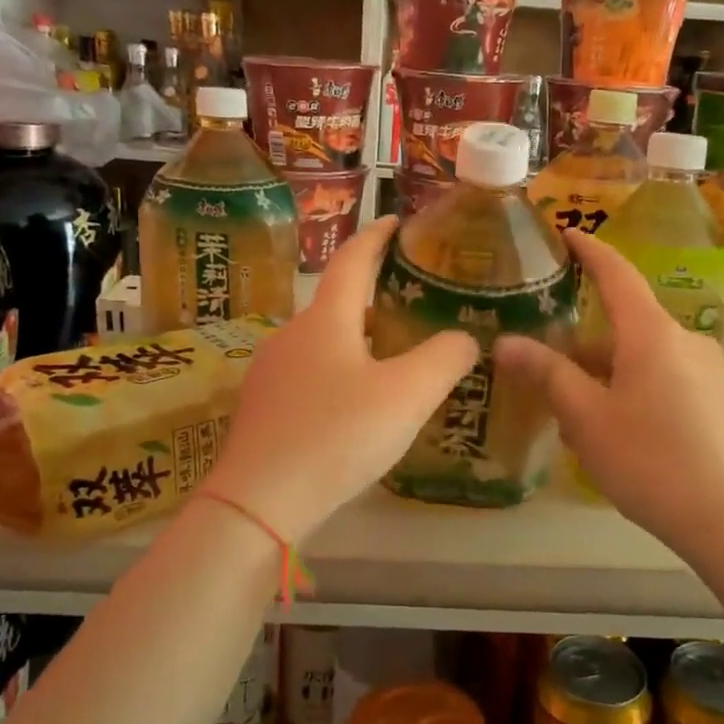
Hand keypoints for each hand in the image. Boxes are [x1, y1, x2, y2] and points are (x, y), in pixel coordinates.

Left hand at [202, 216, 478, 541]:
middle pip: (337, 302)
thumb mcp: (407, 396)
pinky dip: (339, 370)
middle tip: (413, 301)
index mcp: (326, 320)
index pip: (353, 260)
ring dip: (357, 338)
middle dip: (373, 295)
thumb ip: (444, 359)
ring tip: (393, 355)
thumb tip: (464, 338)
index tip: (396, 221)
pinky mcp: (263, 408)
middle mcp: (292, 335)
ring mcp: (271, 372)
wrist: (259, 503)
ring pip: (323, 341)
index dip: (377, 236)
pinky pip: (309, 373)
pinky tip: (356, 403)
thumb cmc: (338, 436)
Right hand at [493, 230, 723, 551]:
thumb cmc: (652, 460)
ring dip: (605, 378)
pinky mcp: (719, 403)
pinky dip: (633, 394)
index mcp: (651, 333)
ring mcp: (708, 372)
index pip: (616, 274)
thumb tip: (505, 342)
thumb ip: (547, 374)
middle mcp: (684, 341)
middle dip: (583, 346)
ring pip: (642, 361)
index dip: (589, 250)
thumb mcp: (587, 418)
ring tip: (574, 422)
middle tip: (544, 372)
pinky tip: (618, 438)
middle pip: (624, 327)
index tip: (566, 232)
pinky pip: (665, 382)